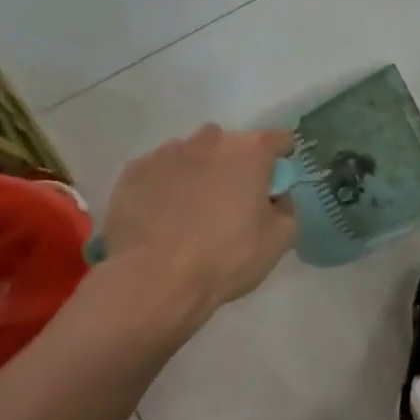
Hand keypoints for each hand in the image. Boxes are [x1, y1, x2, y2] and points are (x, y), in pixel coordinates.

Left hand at [96, 126, 296, 342]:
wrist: (154, 280)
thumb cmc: (226, 257)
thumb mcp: (279, 239)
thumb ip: (286, 207)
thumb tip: (276, 197)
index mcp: (250, 153)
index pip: (278, 139)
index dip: (281, 158)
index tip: (277, 180)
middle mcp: (209, 142)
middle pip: (231, 143)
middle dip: (237, 162)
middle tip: (234, 198)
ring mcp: (167, 154)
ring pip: (192, 152)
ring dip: (199, 170)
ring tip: (193, 207)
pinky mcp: (133, 173)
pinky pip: (159, 170)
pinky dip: (166, 183)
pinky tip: (163, 213)